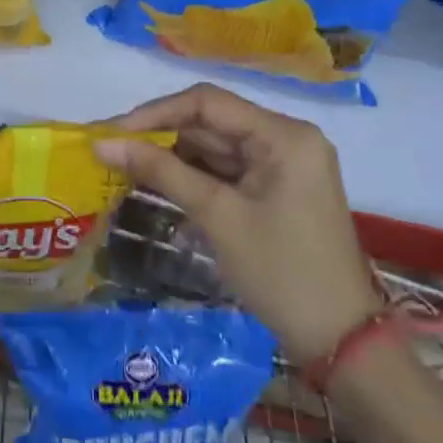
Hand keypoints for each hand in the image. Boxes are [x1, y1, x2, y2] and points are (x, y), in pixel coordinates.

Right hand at [94, 84, 381, 359]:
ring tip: (124, 167)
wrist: (340, 340)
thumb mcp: (217, 216)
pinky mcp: (278, 189)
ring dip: (173, 157)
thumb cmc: (280, 272)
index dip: (154, 113)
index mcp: (283, 135)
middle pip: (212, 123)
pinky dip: (194, 176)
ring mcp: (285, 164)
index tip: (111, 132)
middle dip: (160, 136)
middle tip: (110, 150)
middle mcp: (287, 138)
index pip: (207, 103)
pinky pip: (228, 170)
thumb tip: (102, 143)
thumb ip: (160, 171)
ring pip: (216, 147)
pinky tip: (158, 184)